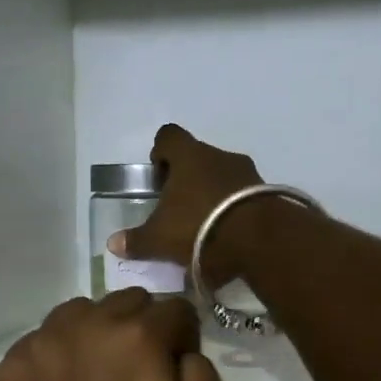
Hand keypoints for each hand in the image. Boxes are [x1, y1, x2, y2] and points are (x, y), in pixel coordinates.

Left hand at [0, 289, 227, 380]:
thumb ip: (204, 378)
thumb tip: (185, 350)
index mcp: (138, 338)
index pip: (174, 308)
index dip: (183, 336)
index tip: (176, 367)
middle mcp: (86, 326)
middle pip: (125, 301)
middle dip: (140, 326)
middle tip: (137, 372)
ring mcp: (40, 344)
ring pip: (77, 313)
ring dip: (94, 332)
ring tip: (94, 375)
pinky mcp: (8, 369)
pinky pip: (39, 342)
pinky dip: (54, 357)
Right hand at [108, 124, 261, 288]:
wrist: (261, 240)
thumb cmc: (200, 228)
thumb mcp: (160, 239)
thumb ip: (136, 240)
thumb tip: (113, 244)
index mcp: (189, 156)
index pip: (169, 136)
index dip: (160, 152)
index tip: (157, 176)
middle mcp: (219, 155)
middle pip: (197, 157)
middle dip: (186, 179)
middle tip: (177, 208)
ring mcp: (247, 172)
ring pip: (222, 175)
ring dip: (212, 193)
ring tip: (204, 225)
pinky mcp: (268, 193)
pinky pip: (243, 194)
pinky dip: (233, 208)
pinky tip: (227, 234)